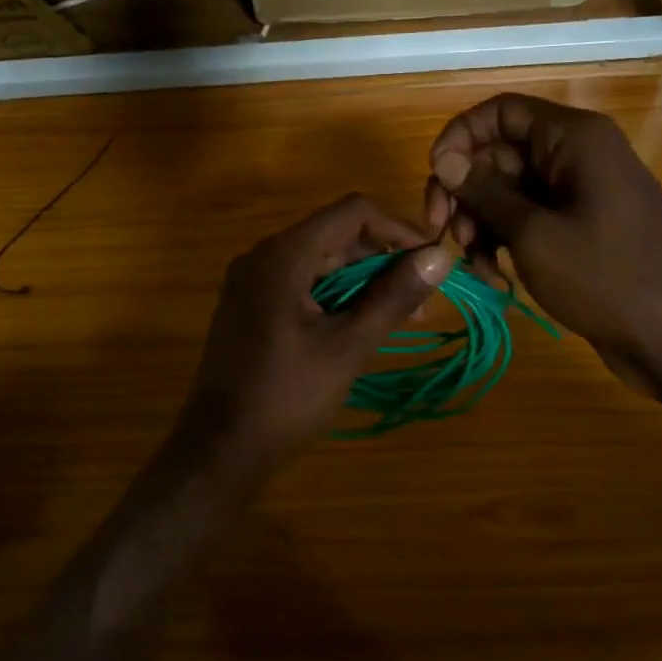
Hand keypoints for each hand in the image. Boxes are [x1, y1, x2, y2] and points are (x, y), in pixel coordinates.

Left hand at [172, 194, 452, 475]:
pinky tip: (360, 326)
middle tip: (422, 302)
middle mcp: (263, 256)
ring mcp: (252, 282)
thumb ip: (394, 297)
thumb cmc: (286, 395)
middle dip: (383, 261)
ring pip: (320, 262)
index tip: (432, 262)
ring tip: (400, 319)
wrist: (220, 448)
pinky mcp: (249, 307)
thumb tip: (441, 256)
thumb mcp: (348, 346)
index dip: (398, 230)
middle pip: (336, 235)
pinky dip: (335, 297)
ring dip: (362, 283)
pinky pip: (301, 285)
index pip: (352, 212)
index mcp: (284, 254)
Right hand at [424, 93, 661, 394]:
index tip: (436, 179)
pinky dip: (506, 244)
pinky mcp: (580, 228)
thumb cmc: (606, 277)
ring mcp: (580, 194)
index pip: (500, 112)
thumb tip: (444, 158)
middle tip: (443, 234)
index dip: (460, 138)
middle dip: (467, 194)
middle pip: (499, 155)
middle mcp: (576, 155)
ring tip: (477, 267)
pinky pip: (528, 220)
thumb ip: (484, 191)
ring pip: (508, 192)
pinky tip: (498, 280)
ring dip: (482, 226)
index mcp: (573, 138)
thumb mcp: (533, 233)